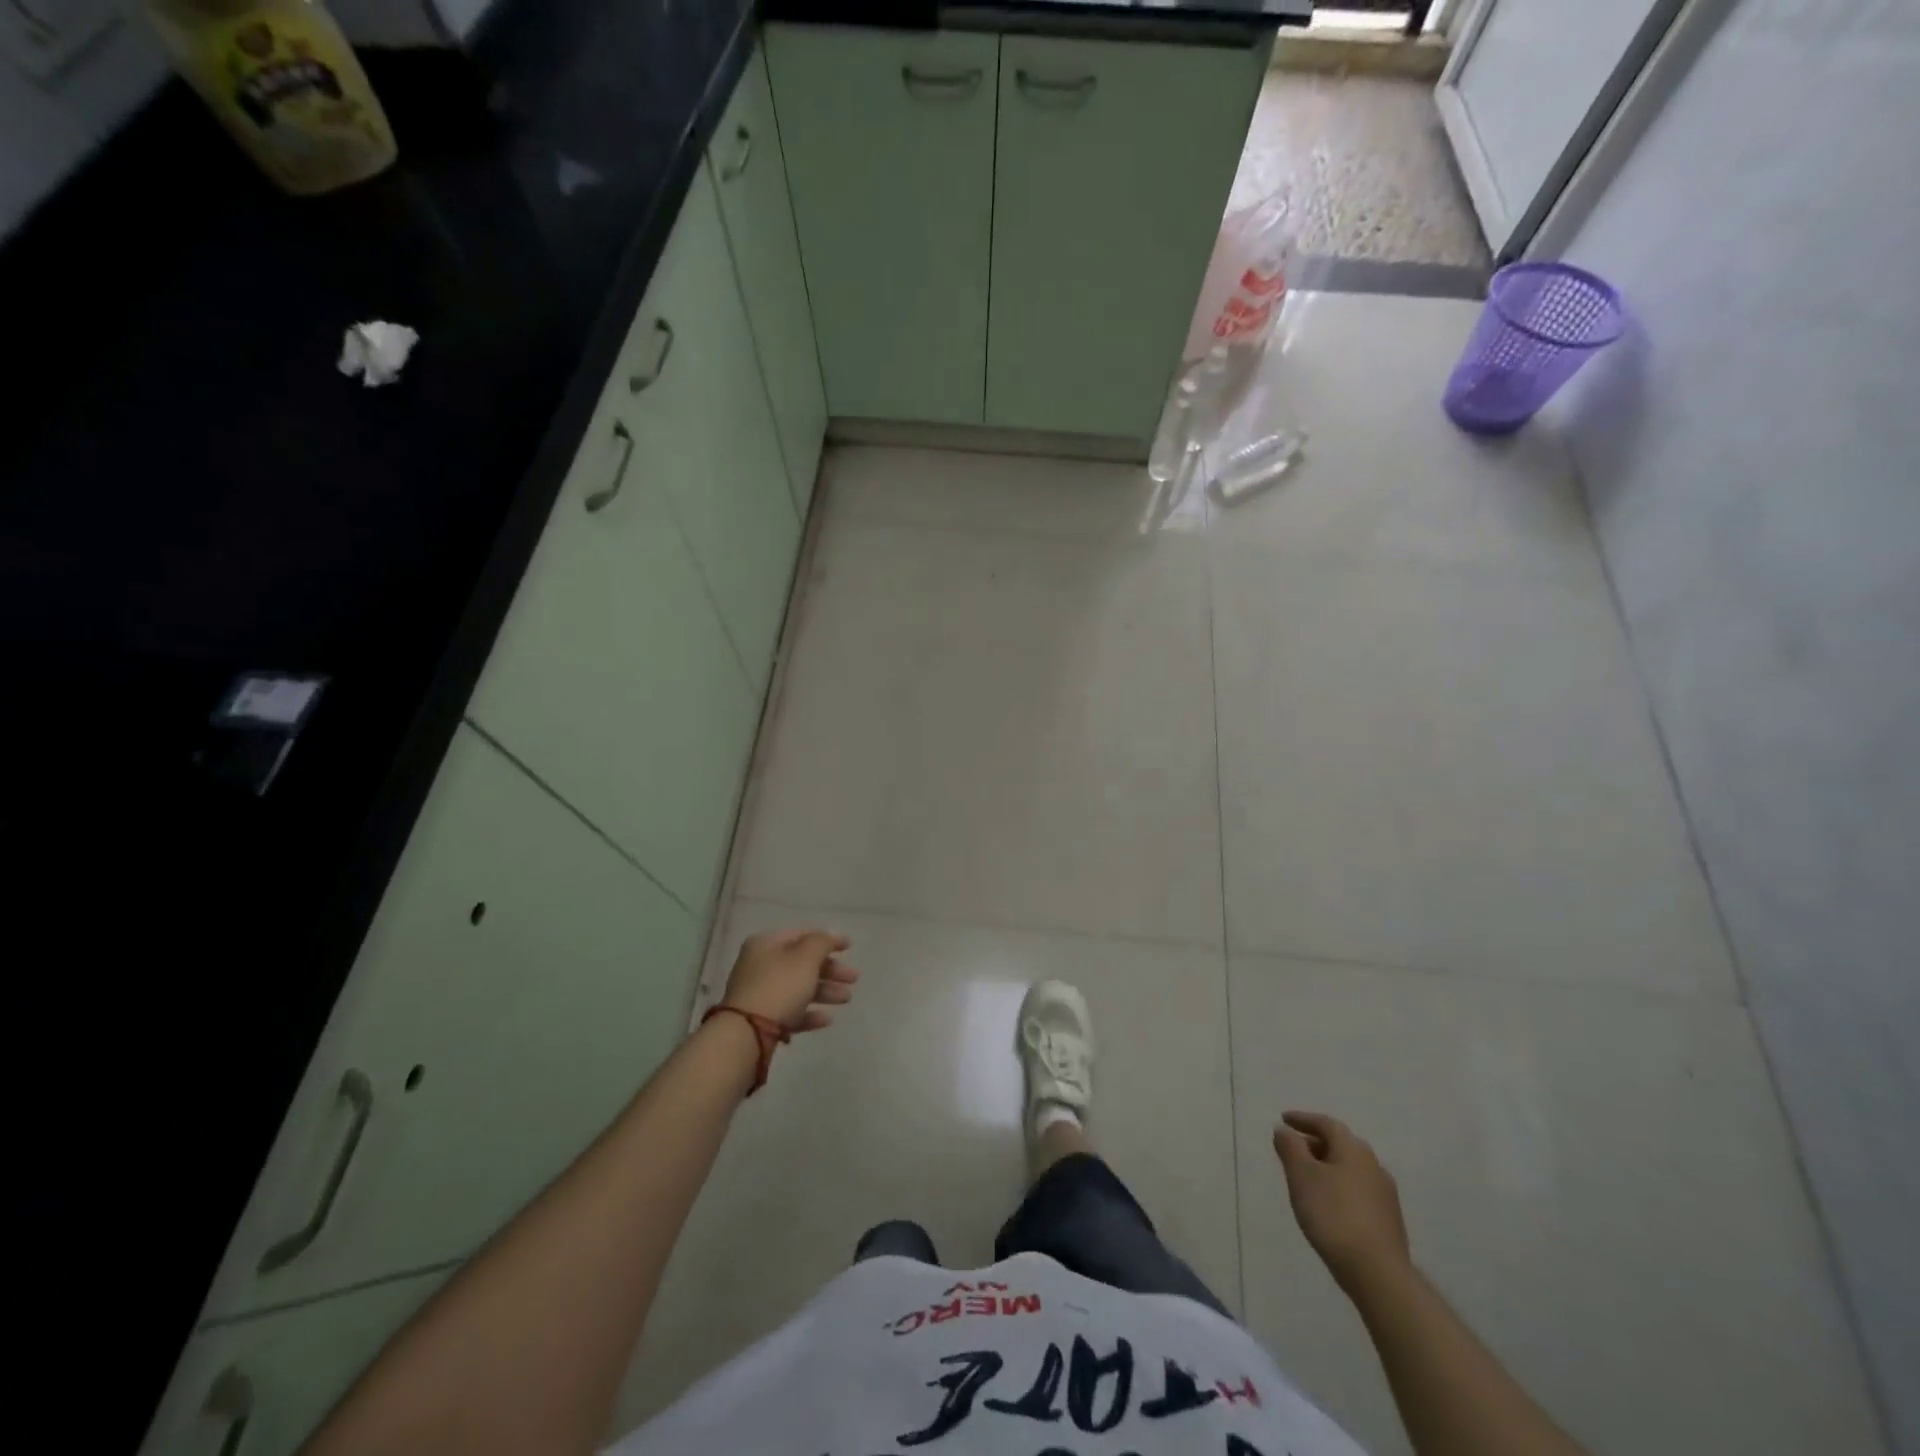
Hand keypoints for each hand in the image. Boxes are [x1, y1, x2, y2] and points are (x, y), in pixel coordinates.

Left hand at [721, 928, 858, 1033]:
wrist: (747, 1033)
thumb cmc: (779, 986)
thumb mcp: (806, 958)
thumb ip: (822, 943)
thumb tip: (830, 937)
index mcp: (766, 944)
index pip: (801, 935)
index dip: (827, 939)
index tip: (850, 948)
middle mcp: (760, 965)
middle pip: (802, 963)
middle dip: (830, 970)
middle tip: (854, 979)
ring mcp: (759, 993)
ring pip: (798, 988)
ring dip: (825, 991)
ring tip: (847, 999)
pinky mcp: (761, 1020)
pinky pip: (790, 1011)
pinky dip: (809, 1013)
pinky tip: (827, 1020)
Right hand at [1273, 1111, 1410, 1294]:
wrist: (1378, 1273)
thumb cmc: (1333, 1215)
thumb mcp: (1301, 1175)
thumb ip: (1290, 1147)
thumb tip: (1284, 1129)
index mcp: (1353, 1150)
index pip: (1326, 1124)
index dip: (1303, 1119)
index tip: (1284, 1119)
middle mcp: (1373, 1166)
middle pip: (1341, 1145)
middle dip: (1315, 1143)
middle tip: (1293, 1149)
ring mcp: (1385, 1195)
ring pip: (1350, 1169)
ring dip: (1328, 1167)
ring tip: (1308, 1178)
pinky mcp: (1388, 1221)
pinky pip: (1358, 1191)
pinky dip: (1340, 1188)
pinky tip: (1329, 1205)